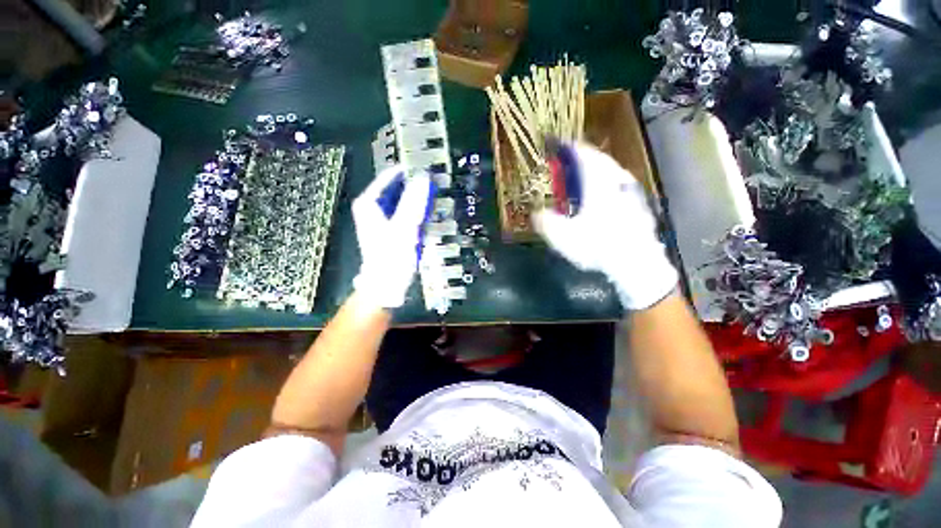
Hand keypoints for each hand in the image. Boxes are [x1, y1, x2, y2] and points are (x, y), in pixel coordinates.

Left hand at [352, 167, 431, 308]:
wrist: (386, 285)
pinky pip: (405, 213)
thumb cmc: (391, 256)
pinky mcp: (391, 230)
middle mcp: (373, 208)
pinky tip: (427, 213)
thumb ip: (413, 202)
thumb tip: (423, 178)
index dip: (407, 170)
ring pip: (402, 201)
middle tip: (435, 182)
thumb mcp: (403, 227)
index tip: (426, 165)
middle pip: (396, 189)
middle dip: (415, 185)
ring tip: (434, 195)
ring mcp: (382, 220)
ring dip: (418, 198)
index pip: (389, 177)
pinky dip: (416, 211)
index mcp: (369, 204)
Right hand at [534, 144, 677, 309]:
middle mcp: (616, 178)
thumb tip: (535, 212)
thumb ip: (544, 221)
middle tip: (566, 163)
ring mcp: (630, 190)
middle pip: (598, 158)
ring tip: (581, 179)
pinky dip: (605, 184)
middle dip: (581, 158)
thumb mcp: (562, 235)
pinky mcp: (638, 202)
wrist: (636, 262)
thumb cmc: (597, 245)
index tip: (555, 145)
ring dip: (594, 170)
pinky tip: (600, 198)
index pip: (581, 152)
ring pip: (610, 170)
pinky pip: (618, 184)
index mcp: (597, 180)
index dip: (566, 146)